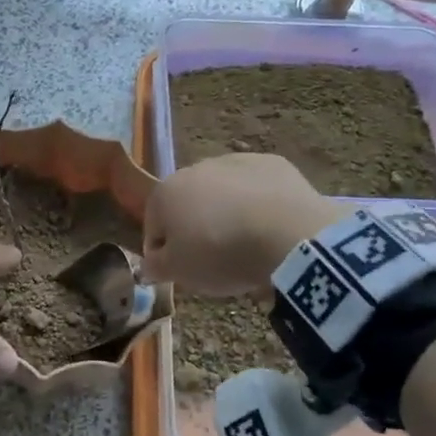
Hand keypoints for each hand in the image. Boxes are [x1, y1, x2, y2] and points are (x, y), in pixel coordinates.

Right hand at [141, 154, 346, 295]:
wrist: (287, 234)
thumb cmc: (220, 254)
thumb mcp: (179, 272)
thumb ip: (156, 267)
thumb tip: (147, 265)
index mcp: (165, 193)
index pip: (153, 227)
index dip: (163, 254)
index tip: (179, 273)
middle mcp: (194, 169)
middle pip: (188, 205)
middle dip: (195, 229)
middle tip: (213, 260)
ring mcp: (235, 162)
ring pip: (223, 193)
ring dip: (227, 214)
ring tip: (246, 245)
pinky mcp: (272, 163)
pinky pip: (256, 188)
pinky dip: (258, 204)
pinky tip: (270, 227)